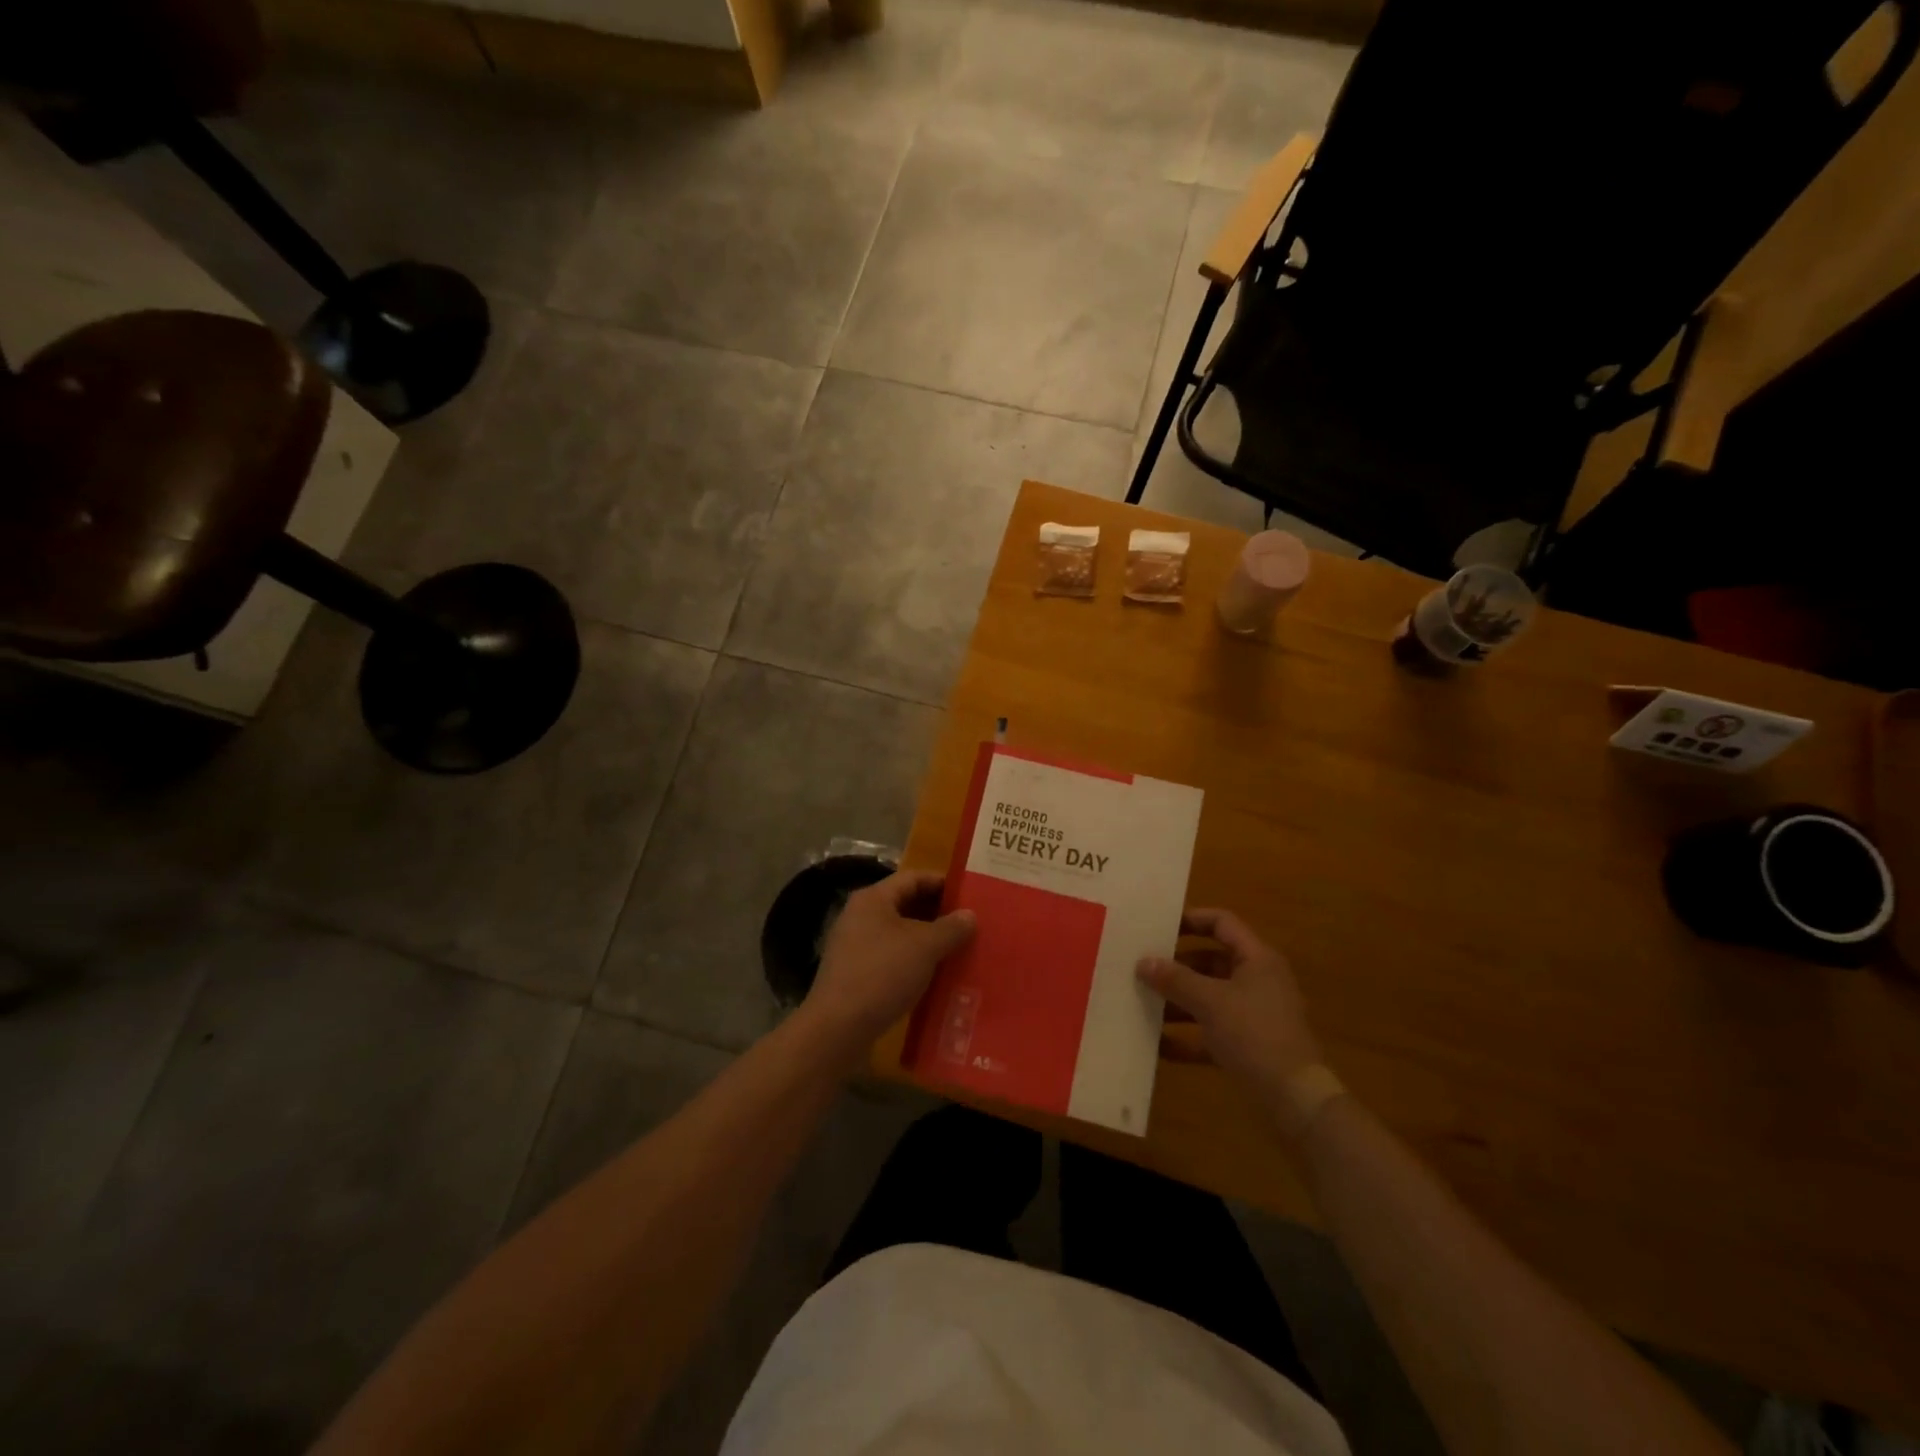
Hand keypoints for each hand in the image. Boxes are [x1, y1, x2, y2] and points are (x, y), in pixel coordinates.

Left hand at [801, 870, 975, 1057]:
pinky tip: (934, 978)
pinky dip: (913, 963)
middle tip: (969, 925)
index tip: (970, 895)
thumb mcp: (925, 947)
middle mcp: (860, 916)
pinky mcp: (855, 975)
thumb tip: (970, 915)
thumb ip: (951, 927)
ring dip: (927, 941)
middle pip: (905, 905)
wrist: (837, 1029)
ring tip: (958, 951)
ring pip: (899, 935)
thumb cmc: (882, 974)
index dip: (943, 883)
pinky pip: (891, 959)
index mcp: (873, 899)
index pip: (913, 878)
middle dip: (938, 914)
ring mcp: (855, 947)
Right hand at [1137, 908, 1321, 1109]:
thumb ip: (1175, 979)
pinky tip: (1157, 1044)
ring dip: (1177, 1000)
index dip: (1191, 919)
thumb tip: (1143, 962)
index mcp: (1257, 959)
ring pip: (1208, 997)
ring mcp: (1253, 1015)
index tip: (1158, 926)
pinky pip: (1210, 1032)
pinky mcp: (1247, 1046)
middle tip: (1142, 966)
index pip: (1222, 923)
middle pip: (1211, 961)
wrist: (1295, 1100)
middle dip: (1176, 965)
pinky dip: (1187, 1036)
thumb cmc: (1255, 1035)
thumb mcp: (1210, 1002)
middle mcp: (1257, 981)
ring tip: (1141, 1002)